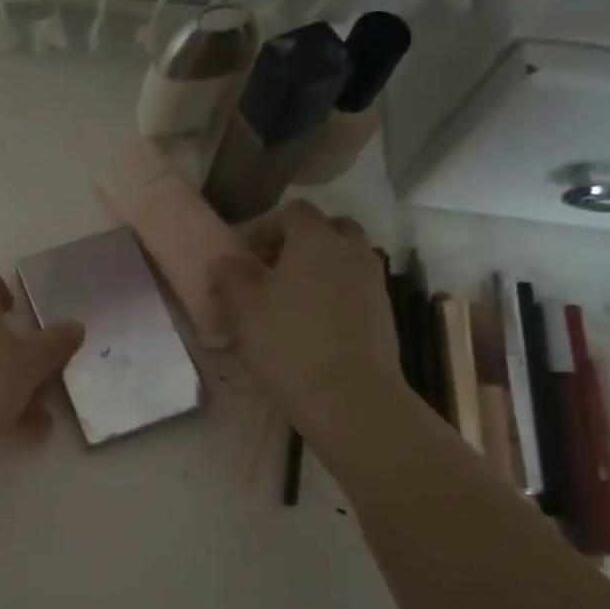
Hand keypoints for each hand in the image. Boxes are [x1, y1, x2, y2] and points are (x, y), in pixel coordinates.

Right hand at [208, 201, 404, 431]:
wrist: (350, 397)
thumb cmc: (289, 344)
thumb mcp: (244, 310)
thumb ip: (231, 277)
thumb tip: (225, 260)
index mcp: (316, 239)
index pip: (294, 211)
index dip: (268, 227)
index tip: (248, 255)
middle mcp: (351, 250)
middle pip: (329, 229)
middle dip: (301, 243)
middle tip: (274, 271)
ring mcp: (373, 281)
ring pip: (346, 259)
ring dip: (320, 269)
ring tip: (292, 301)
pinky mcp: (384, 312)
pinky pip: (356, 288)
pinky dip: (336, 294)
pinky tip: (314, 325)